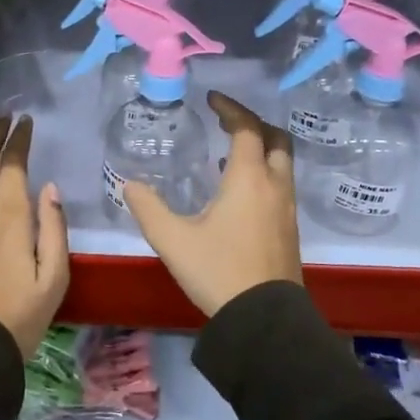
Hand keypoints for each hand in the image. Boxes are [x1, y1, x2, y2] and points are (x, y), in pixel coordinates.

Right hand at [125, 92, 303, 316]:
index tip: (212, 99)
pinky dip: (264, 171)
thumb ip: (148, 208)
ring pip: (282, 163)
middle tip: (227, 121)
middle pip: (276, 139)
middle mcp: (274, 186)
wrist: (263, 320)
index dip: (231, 109)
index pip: (246, 128)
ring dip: (260, 148)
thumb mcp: (173, 240)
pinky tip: (238, 191)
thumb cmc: (218, 271)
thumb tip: (129, 185)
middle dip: (253, 123)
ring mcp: (286, 209)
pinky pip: (280, 184)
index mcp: (248, 179)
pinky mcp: (289, 230)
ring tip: (229, 153)